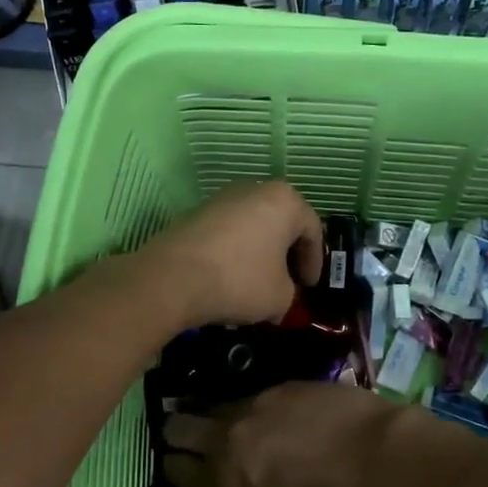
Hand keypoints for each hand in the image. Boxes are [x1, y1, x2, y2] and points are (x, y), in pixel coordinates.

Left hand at [141, 180, 323, 329]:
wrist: (172, 277)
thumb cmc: (240, 280)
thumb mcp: (280, 297)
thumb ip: (289, 292)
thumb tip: (277, 295)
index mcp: (284, 201)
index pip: (312, 230)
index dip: (314, 262)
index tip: (308, 287)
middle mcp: (254, 189)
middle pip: (281, 223)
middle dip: (287, 254)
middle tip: (288, 281)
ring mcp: (221, 198)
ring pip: (253, 226)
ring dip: (260, 252)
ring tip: (258, 282)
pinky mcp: (195, 213)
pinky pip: (227, 233)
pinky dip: (235, 252)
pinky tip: (229, 278)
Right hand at [162, 382, 404, 486]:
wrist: (378, 454)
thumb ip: (247, 486)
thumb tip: (236, 472)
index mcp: (227, 483)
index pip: (176, 470)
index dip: (173, 465)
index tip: (177, 461)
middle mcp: (227, 441)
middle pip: (178, 427)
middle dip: (178, 430)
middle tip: (188, 432)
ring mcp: (250, 406)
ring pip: (211, 404)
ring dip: (211, 411)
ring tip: (226, 417)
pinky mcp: (276, 384)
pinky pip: (248, 393)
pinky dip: (251, 402)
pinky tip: (271, 409)